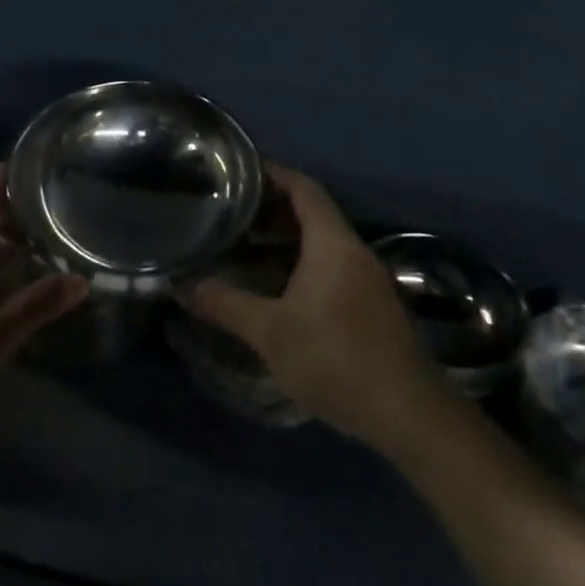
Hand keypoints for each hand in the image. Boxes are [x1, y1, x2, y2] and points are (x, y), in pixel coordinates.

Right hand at [183, 166, 443, 449]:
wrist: (407, 414)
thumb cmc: (335, 358)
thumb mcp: (269, 332)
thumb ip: (223, 303)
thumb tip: (177, 284)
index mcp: (333, 244)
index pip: (303, 189)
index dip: (273, 174)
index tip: (237, 171)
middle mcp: (353, 252)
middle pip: (311, 214)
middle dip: (270, 211)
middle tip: (227, 214)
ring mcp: (367, 280)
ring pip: (320, 246)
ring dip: (283, 243)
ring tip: (241, 249)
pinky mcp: (371, 307)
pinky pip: (330, 269)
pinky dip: (299, 267)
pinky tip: (273, 289)